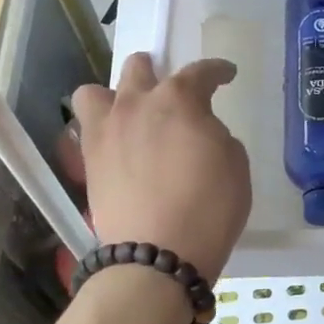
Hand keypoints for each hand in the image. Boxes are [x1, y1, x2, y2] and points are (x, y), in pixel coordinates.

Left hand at [71, 53, 251, 280]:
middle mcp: (136, 105)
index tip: (227, 75)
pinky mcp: (89, 162)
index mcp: (178, 99)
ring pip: (95, 92)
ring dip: (115, 96)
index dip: (217, 71)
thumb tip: (198, 132)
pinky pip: (89, 130)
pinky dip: (105, 131)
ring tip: (130, 115)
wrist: (156, 256)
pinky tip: (122, 147)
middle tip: (172, 94)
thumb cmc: (210, 206)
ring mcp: (106, 132)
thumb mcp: (235, 163)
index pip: (200, 72)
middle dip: (157, 72)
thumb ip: (214, 134)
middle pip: (139, 68)